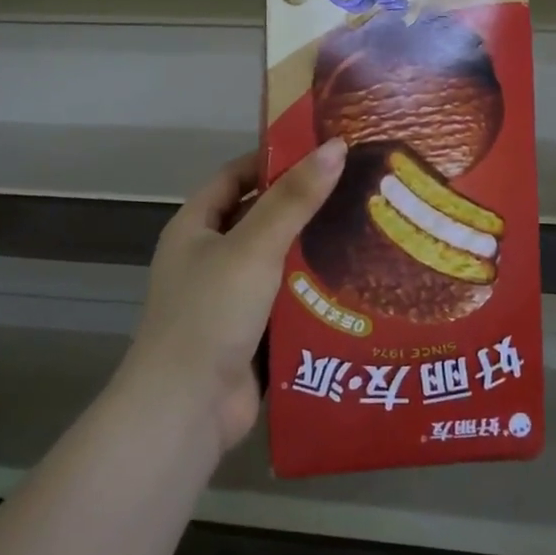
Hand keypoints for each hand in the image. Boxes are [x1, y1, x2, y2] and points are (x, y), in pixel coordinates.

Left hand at [123, 140, 347, 452]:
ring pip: (279, 264)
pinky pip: (288, 303)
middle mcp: (209, 258)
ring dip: (314, 253)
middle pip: (261, 219)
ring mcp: (229, 299)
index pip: (234, 177)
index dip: (273, 160)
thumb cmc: (211, 312)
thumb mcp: (254, 246)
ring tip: (369, 232)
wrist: (186, 408)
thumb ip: (294, 199)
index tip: (322, 152)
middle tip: (358, 191)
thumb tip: (335, 146)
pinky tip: (357, 285)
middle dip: (304, 207)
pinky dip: (315, 295)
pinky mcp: (251, 335)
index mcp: (196, 228)